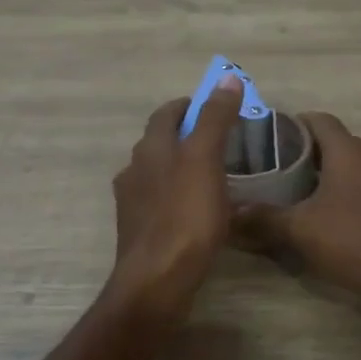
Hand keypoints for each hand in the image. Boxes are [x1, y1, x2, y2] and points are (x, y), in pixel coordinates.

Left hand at [107, 79, 244, 316]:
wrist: (157, 281)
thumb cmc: (185, 216)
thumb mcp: (206, 159)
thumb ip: (215, 118)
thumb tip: (227, 79)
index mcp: (150, 148)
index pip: (167, 113)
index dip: (191, 105)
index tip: (217, 108)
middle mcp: (135, 170)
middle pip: (161, 142)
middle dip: (188, 136)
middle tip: (223, 142)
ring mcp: (134, 203)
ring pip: (160, 173)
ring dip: (183, 167)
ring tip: (216, 177)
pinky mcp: (139, 231)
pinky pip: (162, 202)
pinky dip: (180, 197)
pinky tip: (200, 212)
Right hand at [235, 113, 360, 297]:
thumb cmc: (356, 242)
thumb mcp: (301, 231)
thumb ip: (264, 218)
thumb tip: (228, 211)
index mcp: (350, 151)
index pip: (320, 119)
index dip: (294, 123)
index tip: (269, 137)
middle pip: (337, 144)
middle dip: (309, 153)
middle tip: (277, 170)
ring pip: (356, 167)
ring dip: (332, 176)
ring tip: (301, 194)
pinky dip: (351, 195)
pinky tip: (333, 218)